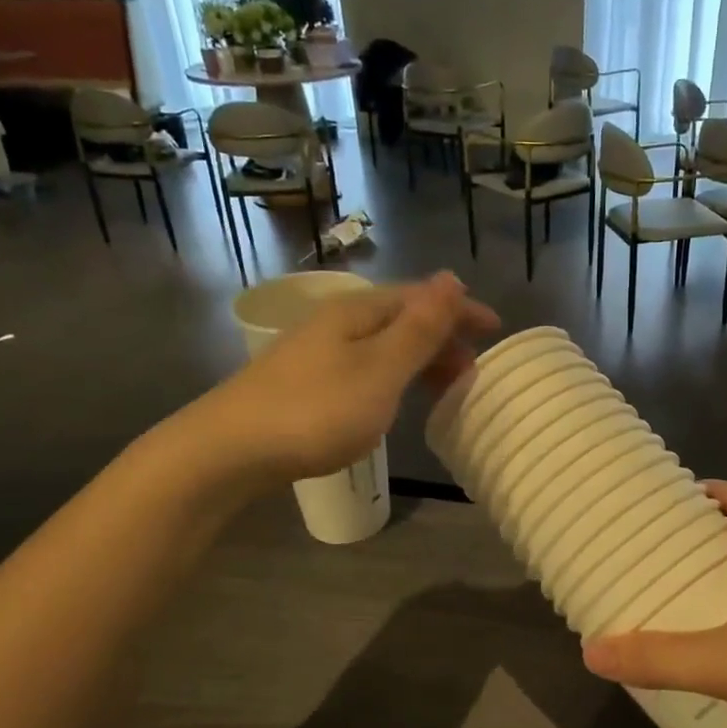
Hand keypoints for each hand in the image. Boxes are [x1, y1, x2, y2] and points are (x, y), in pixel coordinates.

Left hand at [160, 272, 497, 489]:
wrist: (230, 450)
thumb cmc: (316, 411)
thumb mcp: (380, 370)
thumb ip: (419, 328)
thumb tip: (451, 277)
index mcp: (359, 312)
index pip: (422, 298)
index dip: (461, 310)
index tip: (496, 330)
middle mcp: (337, 322)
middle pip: (401, 319)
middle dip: (442, 337)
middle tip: (472, 369)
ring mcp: (316, 351)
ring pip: (382, 344)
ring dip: (419, 359)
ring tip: (442, 386)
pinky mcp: (304, 381)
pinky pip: (365, 366)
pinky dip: (393, 376)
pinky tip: (392, 398)